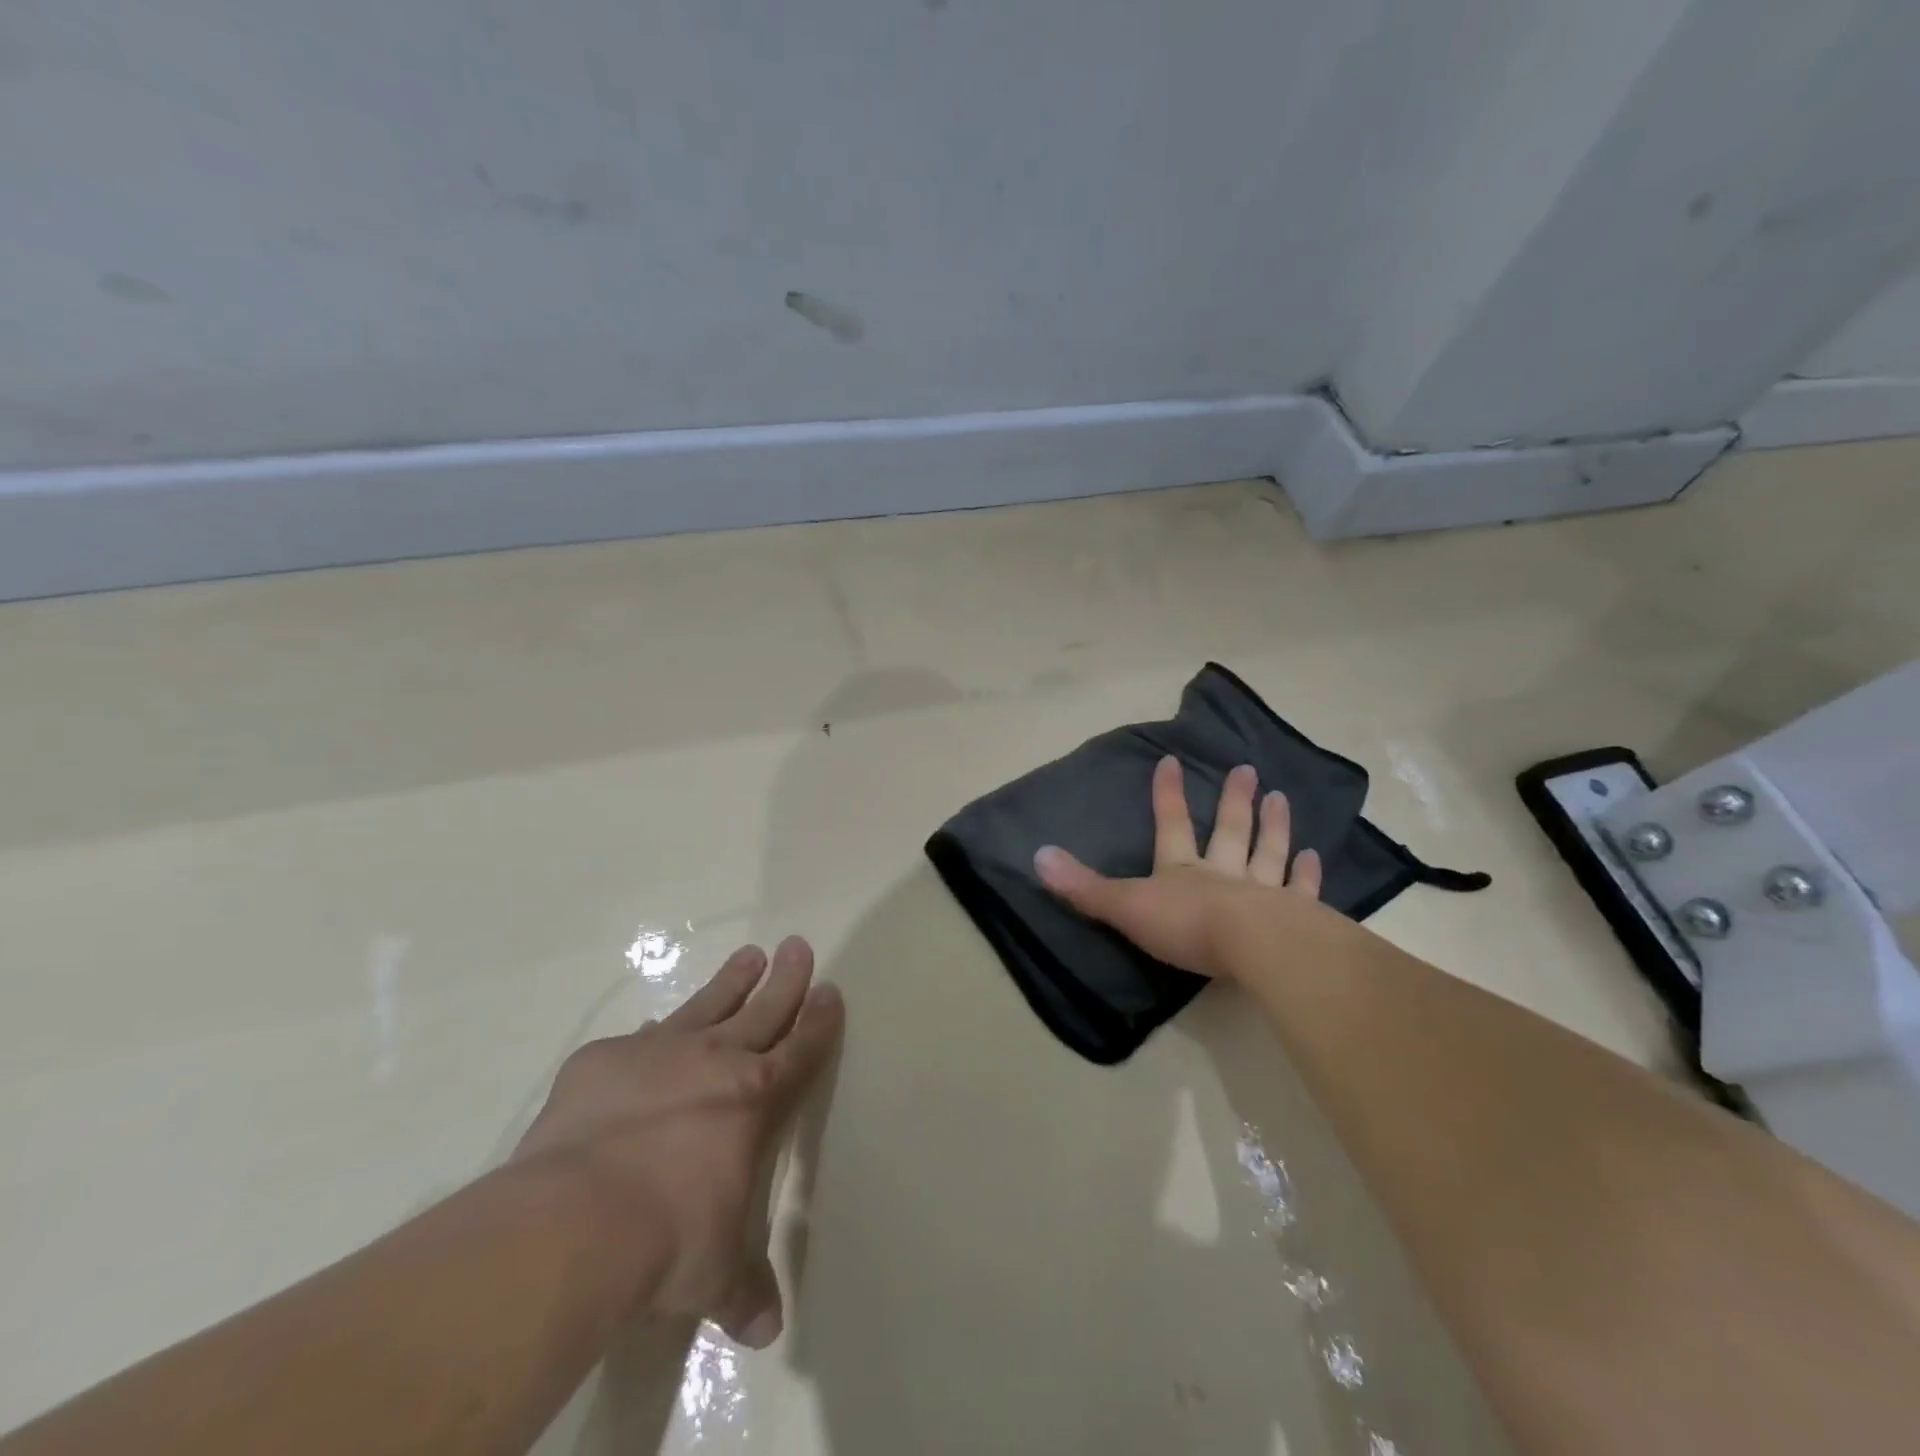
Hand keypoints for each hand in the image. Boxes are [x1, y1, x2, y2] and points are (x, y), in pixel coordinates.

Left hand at [510, 937, 842, 1347]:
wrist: (578, 1218)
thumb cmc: (669, 1241)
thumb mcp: (713, 1273)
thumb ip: (743, 1289)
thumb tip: (765, 1331)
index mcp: (753, 1099)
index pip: (800, 1049)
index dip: (818, 1020)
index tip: (830, 989)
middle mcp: (714, 1060)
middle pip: (762, 1008)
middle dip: (785, 978)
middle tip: (797, 945)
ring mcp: (658, 1051)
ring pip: (707, 1004)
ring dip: (731, 981)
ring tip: (748, 955)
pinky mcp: (603, 1059)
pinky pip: (636, 1039)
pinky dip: (649, 1036)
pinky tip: (648, 1031)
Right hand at [1035, 756, 1320, 978]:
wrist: (1255, 949)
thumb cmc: (1187, 926)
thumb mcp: (1125, 906)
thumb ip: (1083, 886)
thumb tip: (1037, 855)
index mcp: (1182, 870)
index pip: (1171, 824)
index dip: (1167, 795)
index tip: (1170, 760)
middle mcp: (1223, 873)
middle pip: (1228, 831)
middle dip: (1234, 801)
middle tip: (1246, 769)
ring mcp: (1263, 893)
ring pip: (1268, 852)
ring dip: (1273, 825)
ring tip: (1280, 797)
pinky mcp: (1296, 917)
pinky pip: (1301, 889)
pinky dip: (1307, 873)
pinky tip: (1314, 855)